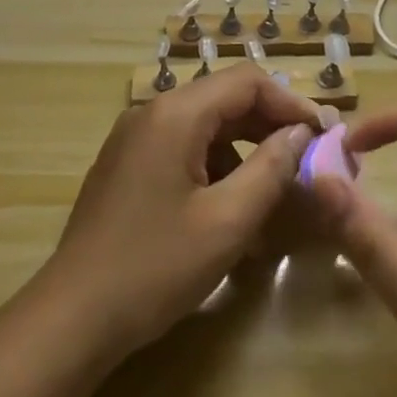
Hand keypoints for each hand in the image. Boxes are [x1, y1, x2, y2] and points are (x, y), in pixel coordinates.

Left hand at [39, 64, 321, 353]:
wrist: (73, 315)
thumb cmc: (155, 266)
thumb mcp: (226, 222)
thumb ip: (270, 170)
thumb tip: (299, 133)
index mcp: (175, 113)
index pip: (246, 81)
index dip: (289, 103)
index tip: (322, 135)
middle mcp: (152, 112)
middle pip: (224, 100)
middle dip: (269, 127)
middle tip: (307, 162)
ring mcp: (135, 138)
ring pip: (205, 126)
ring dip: (244, 150)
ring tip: (275, 192)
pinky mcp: (128, 164)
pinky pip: (182, 149)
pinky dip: (215, 167)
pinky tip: (231, 210)